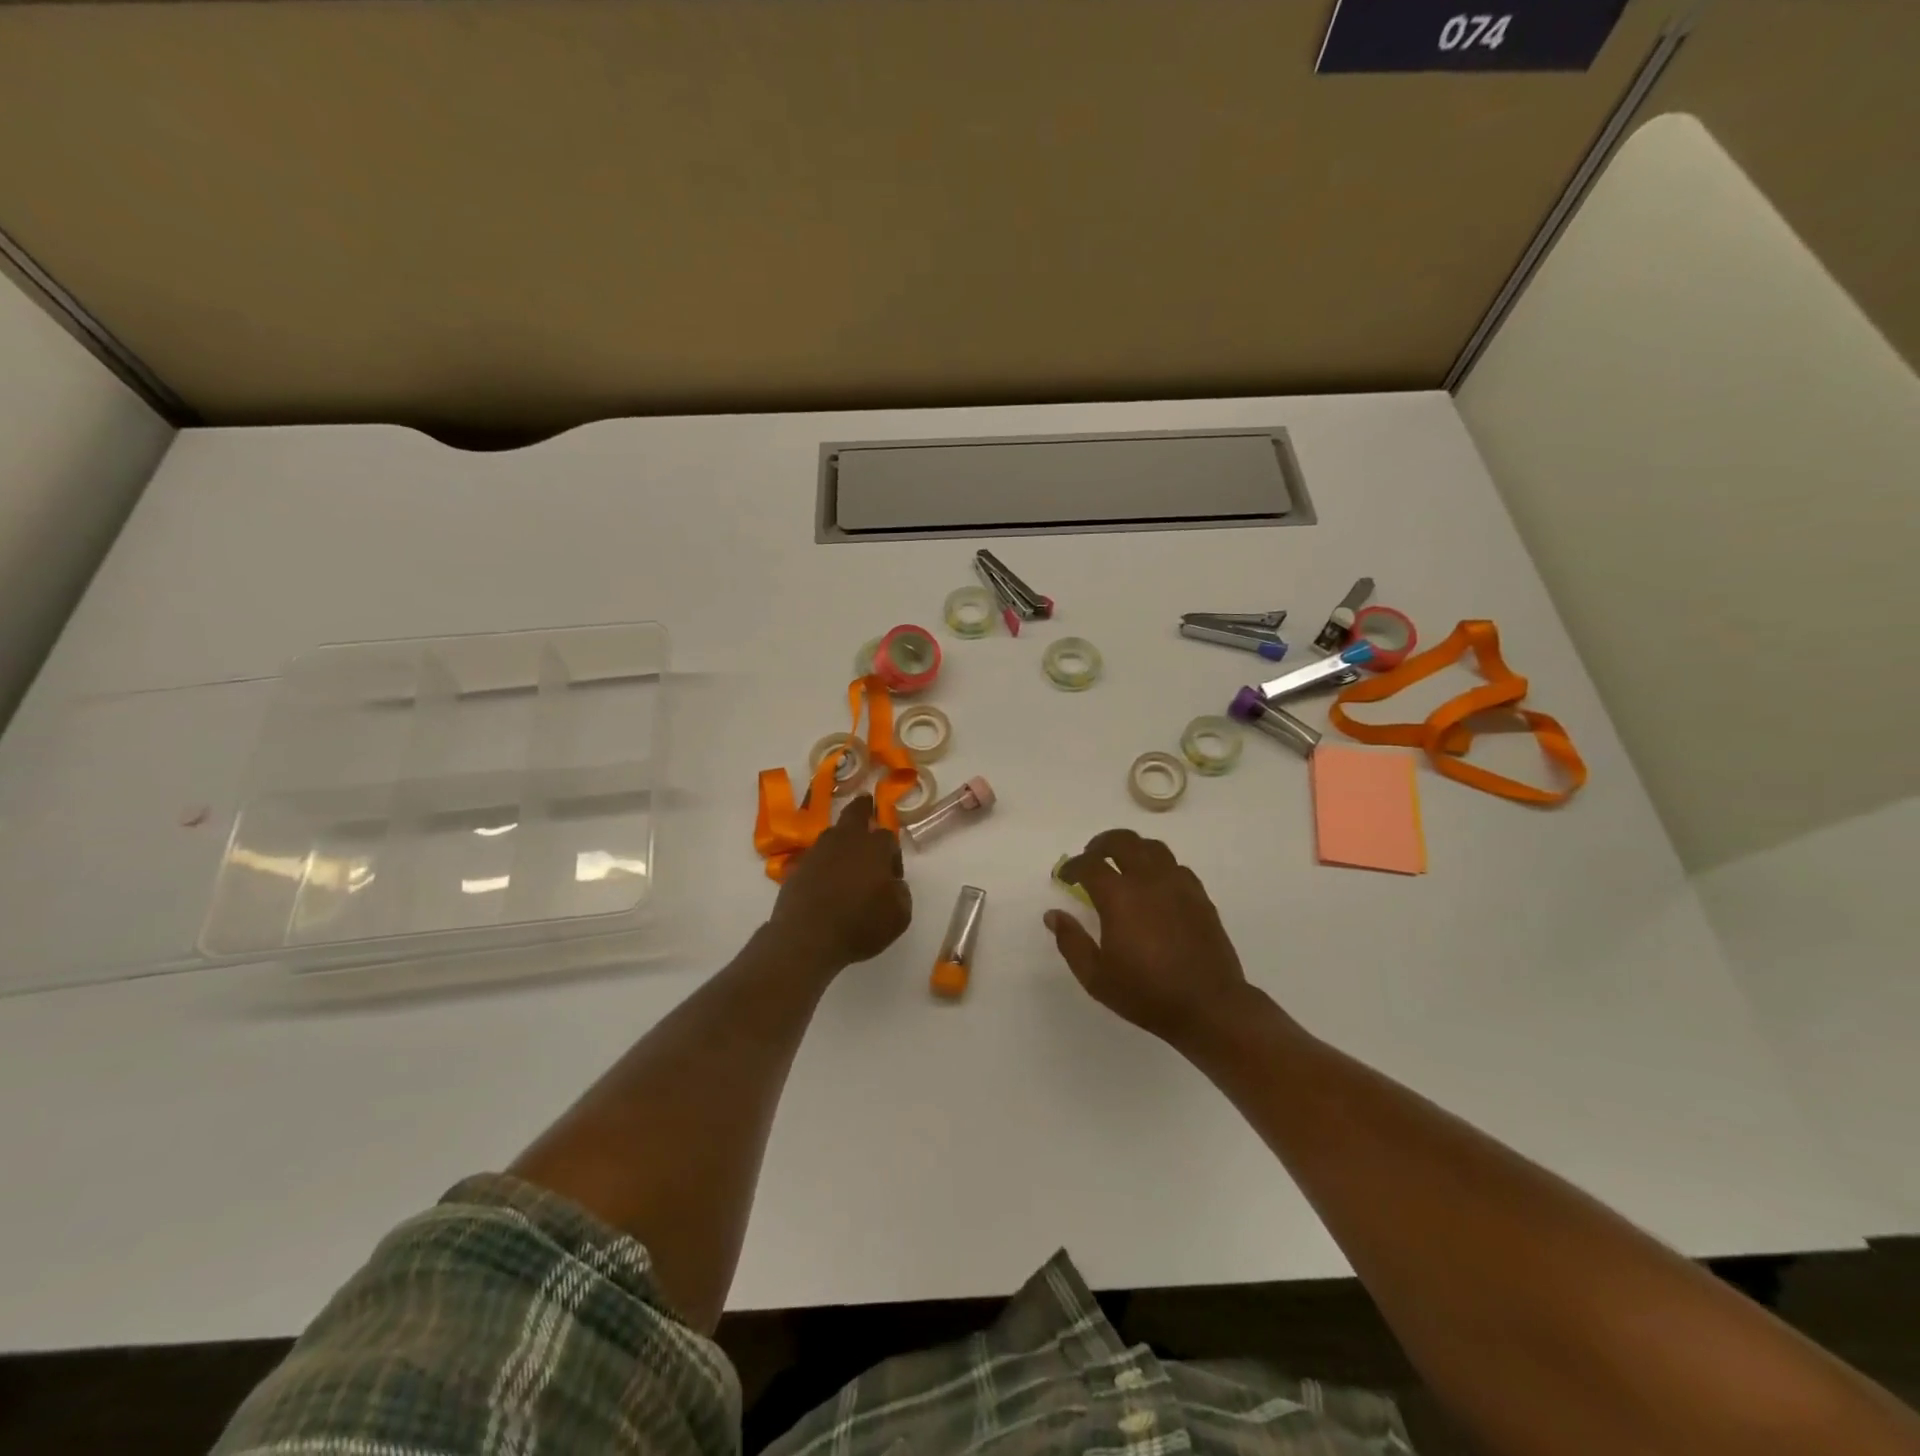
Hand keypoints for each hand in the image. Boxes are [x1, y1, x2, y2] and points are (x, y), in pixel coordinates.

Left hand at [770, 794, 911, 972]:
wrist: (808, 938)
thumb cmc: (861, 925)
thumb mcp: (899, 916)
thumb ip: (901, 893)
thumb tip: (893, 884)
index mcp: (874, 847)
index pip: (888, 836)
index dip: (893, 853)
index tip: (892, 874)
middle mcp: (845, 840)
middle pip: (855, 813)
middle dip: (863, 808)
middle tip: (867, 805)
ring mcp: (817, 851)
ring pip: (833, 834)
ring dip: (842, 840)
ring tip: (846, 857)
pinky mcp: (797, 868)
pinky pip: (815, 857)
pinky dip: (823, 863)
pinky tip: (826, 882)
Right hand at [1048, 828, 1252, 1045]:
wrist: (1208, 1006)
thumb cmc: (1146, 994)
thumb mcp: (1096, 977)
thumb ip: (1071, 942)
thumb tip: (1053, 915)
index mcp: (1119, 897)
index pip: (1090, 864)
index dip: (1072, 866)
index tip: (1064, 876)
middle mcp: (1149, 880)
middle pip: (1123, 841)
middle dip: (1101, 844)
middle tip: (1091, 857)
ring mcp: (1178, 885)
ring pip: (1153, 847)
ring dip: (1132, 848)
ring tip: (1123, 863)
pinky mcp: (1200, 896)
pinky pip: (1176, 867)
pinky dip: (1159, 866)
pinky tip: (1154, 885)